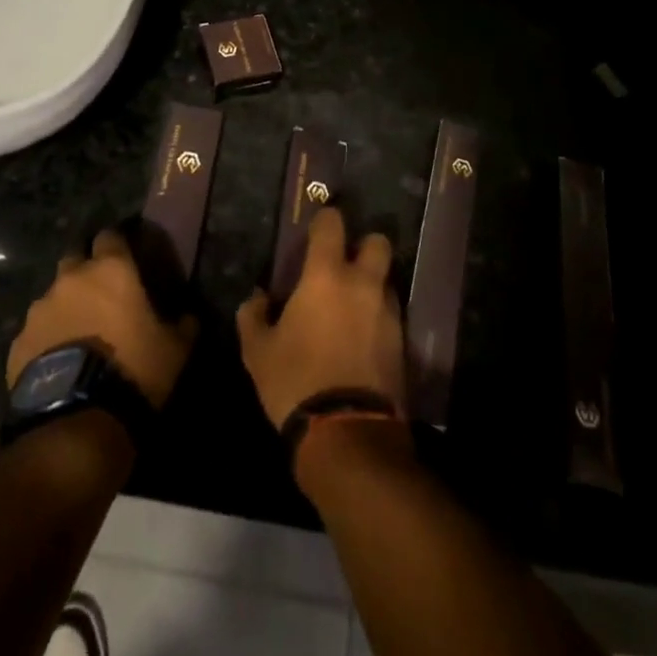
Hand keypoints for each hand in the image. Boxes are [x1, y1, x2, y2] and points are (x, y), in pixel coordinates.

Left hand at [8, 229, 196, 409]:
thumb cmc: (132, 369)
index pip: (111, 236)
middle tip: (101, 293)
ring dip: (65, 306)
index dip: (118, 244)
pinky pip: (36, 331)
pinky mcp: (18, 342)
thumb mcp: (174, 349)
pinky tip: (58, 362)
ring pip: (53, 295)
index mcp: (110, 269)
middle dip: (86, 269)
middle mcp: (71, 278)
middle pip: (75, 257)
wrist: (76, 419)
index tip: (127, 257)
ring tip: (78, 333)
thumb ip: (182, 324)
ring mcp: (40, 309)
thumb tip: (188, 316)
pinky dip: (46, 338)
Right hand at [237, 208, 406, 429]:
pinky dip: (378, 317)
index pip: (332, 224)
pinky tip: (361, 338)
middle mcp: (363, 284)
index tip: (315, 230)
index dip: (324, 219)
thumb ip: (253, 316)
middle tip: (343, 265)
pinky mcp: (403, 343)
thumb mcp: (258, 352)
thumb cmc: (296, 381)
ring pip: (387, 280)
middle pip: (378, 242)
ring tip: (351, 307)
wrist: (348, 435)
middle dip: (364, 246)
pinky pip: (392, 314)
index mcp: (326, 275)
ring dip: (372, 284)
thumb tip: (257, 298)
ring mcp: (388, 313)